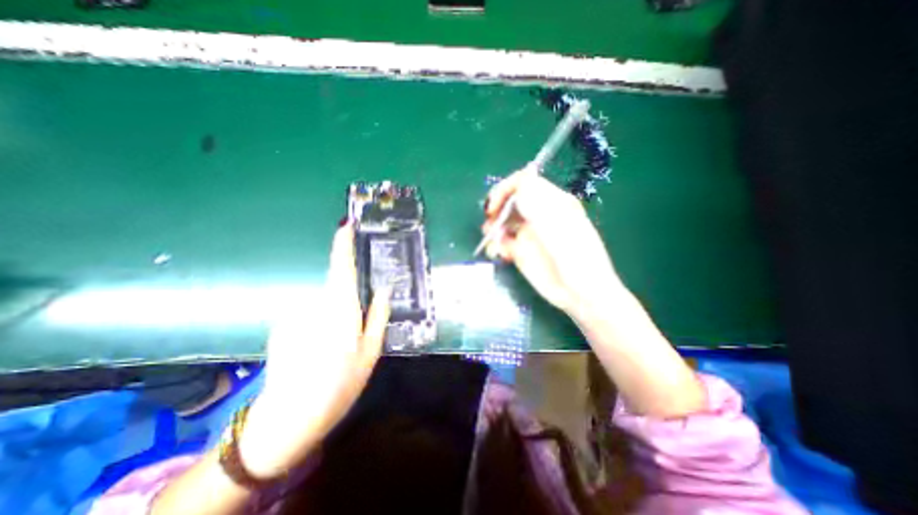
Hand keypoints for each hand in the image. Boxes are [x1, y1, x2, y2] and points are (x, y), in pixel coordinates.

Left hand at [235, 225, 389, 477]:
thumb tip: (384, 289)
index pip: (341, 267)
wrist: (291, 416)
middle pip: (336, 289)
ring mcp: (296, 315)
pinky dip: (316, 327)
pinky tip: (316, 351)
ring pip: (323, 305)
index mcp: (341, 309)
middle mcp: (316, 305)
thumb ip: (379, 315)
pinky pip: (308, 316)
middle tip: (352, 332)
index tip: (345, 226)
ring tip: (333, 348)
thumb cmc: (340, 383)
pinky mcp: (283, 326)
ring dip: (331, 319)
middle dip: (347, 302)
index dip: (342, 244)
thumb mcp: (371, 351)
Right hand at [484, 171, 627, 319]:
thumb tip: (520, 182)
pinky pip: (501, 242)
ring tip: (493, 243)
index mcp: (550, 201)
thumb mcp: (558, 222)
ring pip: (502, 222)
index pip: (523, 182)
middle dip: (495, 210)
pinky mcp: (520, 252)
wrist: (579, 291)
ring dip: (492, 229)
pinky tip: (500, 254)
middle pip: (509, 202)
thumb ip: (538, 200)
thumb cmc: (575, 255)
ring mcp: (528, 234)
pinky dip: (496, 245)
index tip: (493, 207)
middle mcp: (537, 215)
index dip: (504, 190)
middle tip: (489, 225)